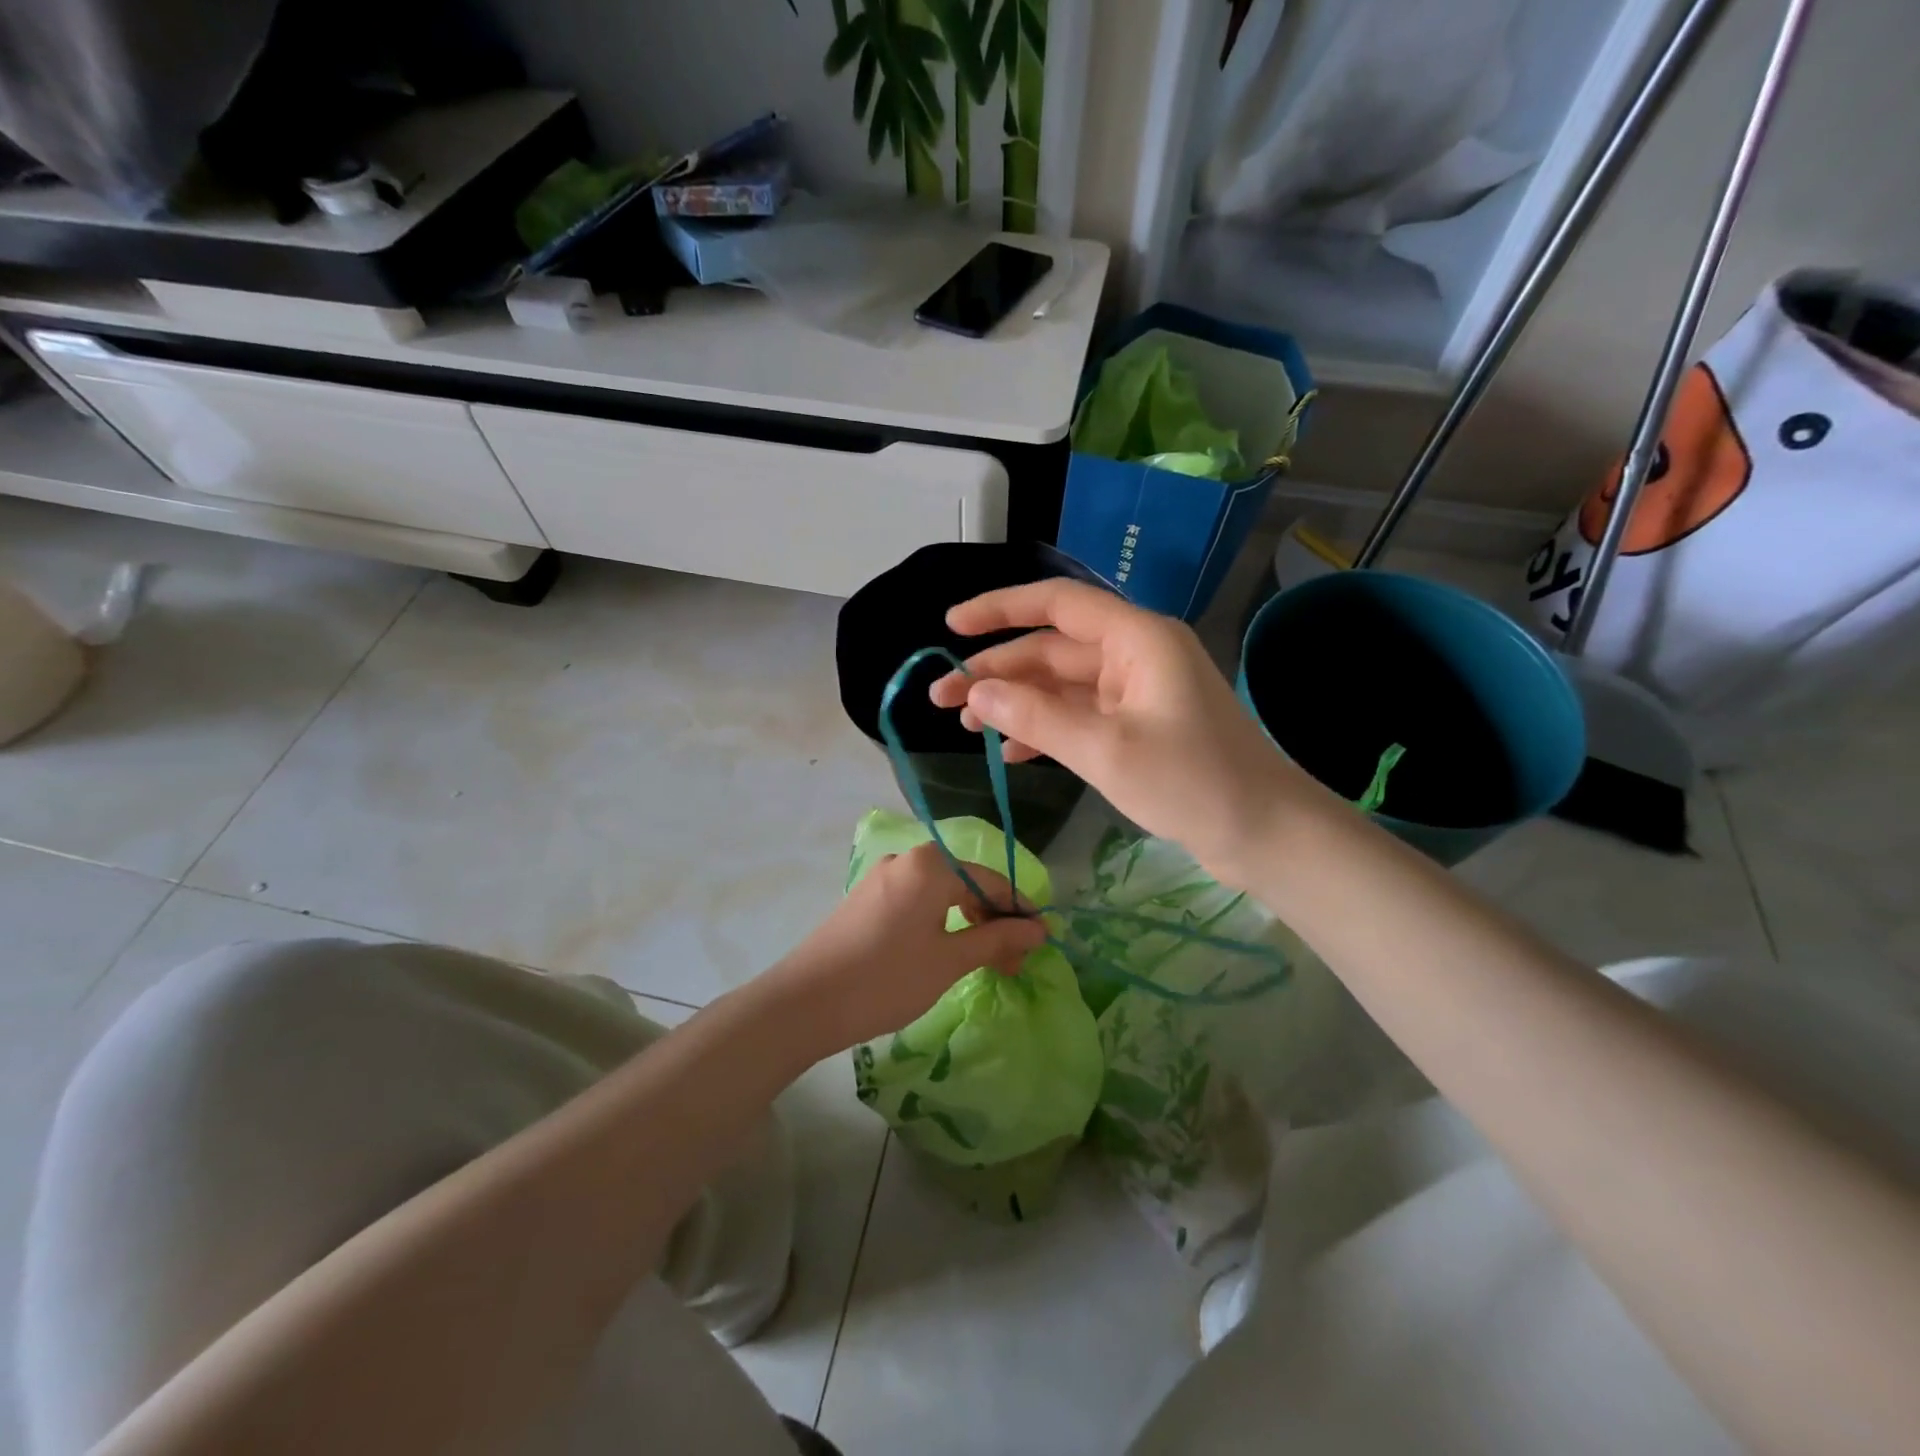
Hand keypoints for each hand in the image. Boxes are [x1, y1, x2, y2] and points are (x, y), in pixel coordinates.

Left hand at [765, 843, 1047, 1054]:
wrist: (805, 1003)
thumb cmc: (886, 979)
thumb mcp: (949, 961)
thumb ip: (996, 939)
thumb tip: (1038, 929)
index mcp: (929, 866)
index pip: (990, 879)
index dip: (1019, 910)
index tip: (1040, 942)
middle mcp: (906, 860)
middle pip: (965, 883)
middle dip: (993, 920)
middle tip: (1012, 963)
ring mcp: (882, 878)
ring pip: (941, 893)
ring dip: (968, 923)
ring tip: (984, 962)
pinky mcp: (866, 899)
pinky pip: (916, 902)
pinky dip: (940, 923)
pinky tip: (946, 952)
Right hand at [929, 580, 1308, 886]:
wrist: (1265, 833)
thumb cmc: (1192, 783)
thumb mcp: (1105, 750)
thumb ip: (1036, 717)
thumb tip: (976, 692)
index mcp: (1136, 639)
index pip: (1057, 604)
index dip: (999, 609)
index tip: (952, 625)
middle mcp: (1135, 654)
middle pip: (1052, 649)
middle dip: (996, 670)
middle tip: (941, 697)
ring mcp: (1137, 692)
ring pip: (1062, 685)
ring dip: (1016, 701)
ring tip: (966, 725)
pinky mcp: (1139, 726)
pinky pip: (1080, 715)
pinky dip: (1045, 729)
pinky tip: (1012, 753)